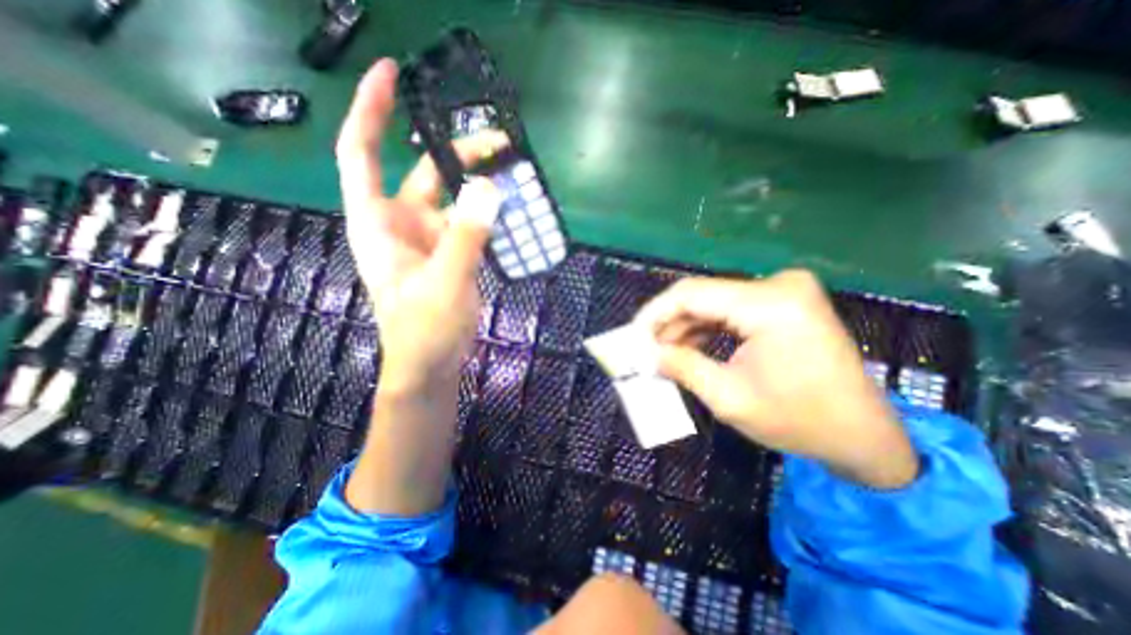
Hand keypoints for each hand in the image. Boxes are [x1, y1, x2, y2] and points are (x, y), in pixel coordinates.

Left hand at [334, 57, 507, 514]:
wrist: (432, 365)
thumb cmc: (423, 331)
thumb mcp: (444, 282)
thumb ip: (466, 237)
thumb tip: (489, 190)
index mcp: (378, 224)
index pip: (363, 153)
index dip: (373, 111)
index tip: (394, 75)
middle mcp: (401, 224)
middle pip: (424, 172)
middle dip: (455, 152)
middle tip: (497, 142)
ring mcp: (429, 240)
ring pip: (453, 199)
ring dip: (478, 185)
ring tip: (511, 173)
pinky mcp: (451, 255)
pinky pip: (470, 224)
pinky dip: (487, 213)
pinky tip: (509, 210)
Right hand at [636, 271, 918, 487]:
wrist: (864, 436)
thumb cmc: (800, 422)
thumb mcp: (729, 398)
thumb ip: (681, 368)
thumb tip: (645, 354)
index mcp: (770, 304)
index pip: (691, 294)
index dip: (654, 313)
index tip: (632, 336)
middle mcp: (779, 285)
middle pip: (702, 296)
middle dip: (668, 324)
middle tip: (645, 349)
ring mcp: (784, 290)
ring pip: (713, 303)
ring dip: (685, 327)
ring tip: (663, 354)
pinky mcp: (783, 302)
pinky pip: (730, 309)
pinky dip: (706, 329)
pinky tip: (690, 347)